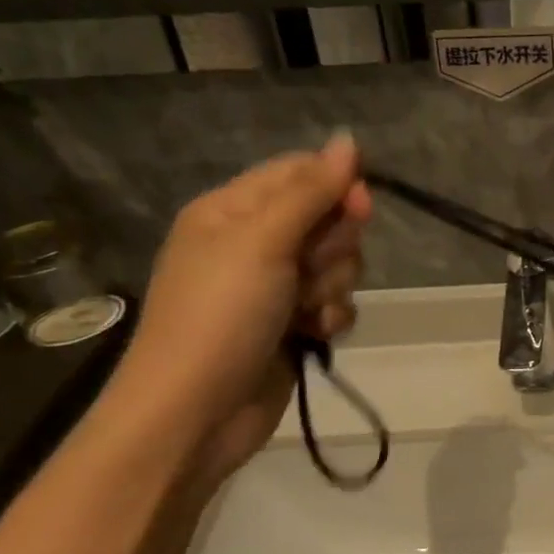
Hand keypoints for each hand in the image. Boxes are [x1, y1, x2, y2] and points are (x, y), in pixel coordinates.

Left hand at [101, 137, 369, 486]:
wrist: (195, 415)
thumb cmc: (221, 315)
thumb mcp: (263, 241)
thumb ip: (311, 191)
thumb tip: (348, 138)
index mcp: (232, 210)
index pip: (300, 172)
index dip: (336, 186)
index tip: (358, 209)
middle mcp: (253, 243)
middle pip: (326, 219)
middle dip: (332, 248)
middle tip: (308, 271)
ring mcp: (273, 287)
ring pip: (337, 264)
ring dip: (332, 287)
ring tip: (306, 312)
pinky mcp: (291, 324)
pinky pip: (334, 303)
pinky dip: (330, 317)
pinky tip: (313, 334)